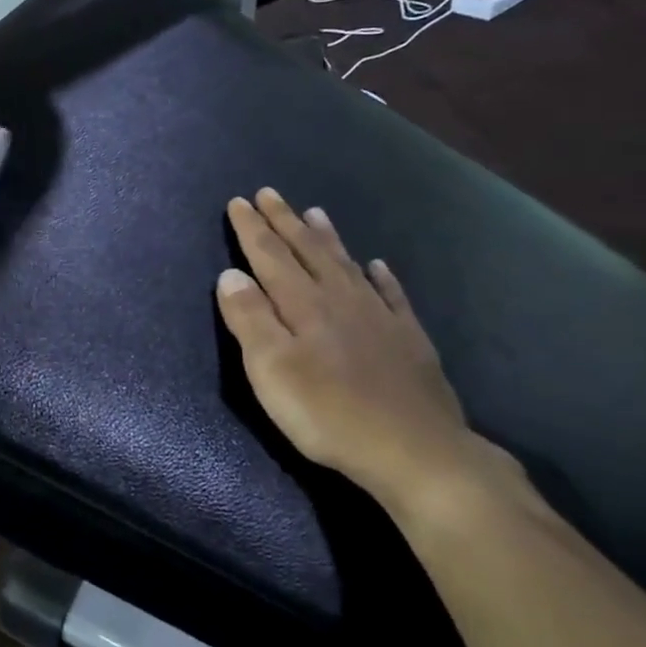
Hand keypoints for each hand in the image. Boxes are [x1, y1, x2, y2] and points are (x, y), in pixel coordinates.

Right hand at [216, 187, 486, 511]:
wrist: (415, 452)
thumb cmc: (327, 413)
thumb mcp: (271, 370)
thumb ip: (250, 320)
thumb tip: (230, 274)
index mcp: (303, 306)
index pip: (270, 257)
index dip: (252, 229)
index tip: (239, 201)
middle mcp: (340, 300)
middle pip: (307, 252)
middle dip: (284, 222)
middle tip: (269, 194)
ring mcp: (379, 317)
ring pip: (346, 265)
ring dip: (327, 238)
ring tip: (315, 213)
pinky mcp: (408, 340)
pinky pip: (392, 295)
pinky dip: (381, 277)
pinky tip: (377, 266)